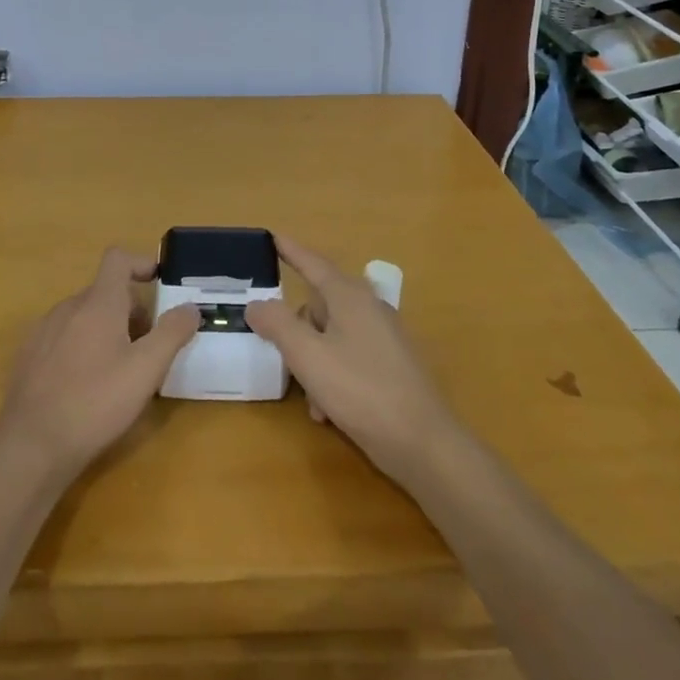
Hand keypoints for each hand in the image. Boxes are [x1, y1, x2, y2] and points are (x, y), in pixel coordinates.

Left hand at [0, 249, 199, 480]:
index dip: (141, 263)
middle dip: (131, 310)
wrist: (30, 445)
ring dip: (108, 330)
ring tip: (122, 370)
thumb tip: (190, 307)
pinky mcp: (30, 357)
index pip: (117, 260)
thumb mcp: (146, 370)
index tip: (159, 283)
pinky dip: (83, 347)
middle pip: (105, 292)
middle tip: (150, 347)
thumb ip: (171, 333)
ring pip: (84, 316)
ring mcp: (44, 331)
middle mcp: (68, 308)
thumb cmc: (95, 402)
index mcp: (97, 303)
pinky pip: (64, 337)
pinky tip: (88, 386)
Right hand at [246, 236, 464, 485]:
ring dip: (312, 362)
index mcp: (349, 296)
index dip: (290, 250)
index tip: (272, 236)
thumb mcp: (307, 355)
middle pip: (318, 305)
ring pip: (330, 337)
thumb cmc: (361, 390)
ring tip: (310, 397)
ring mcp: (383, 337)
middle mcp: (368, 308)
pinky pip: (347, 358)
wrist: (422, 443)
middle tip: (281, 354)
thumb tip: (256, 304)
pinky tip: (328, 411)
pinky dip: (331, 378)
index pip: (313, 263)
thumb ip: (277, 324)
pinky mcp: (390, 366)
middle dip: (296, 331)